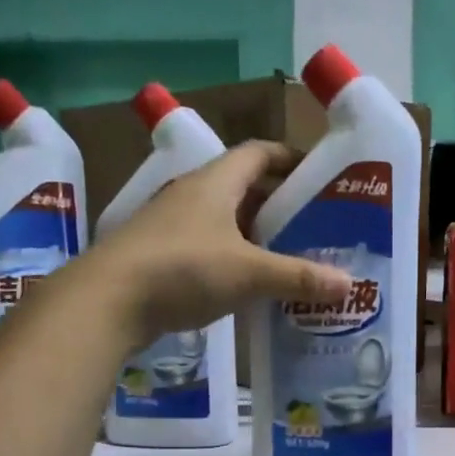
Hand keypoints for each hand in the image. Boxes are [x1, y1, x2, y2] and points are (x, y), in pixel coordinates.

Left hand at [85, 141, 350, 340]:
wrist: (106, 302)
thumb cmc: (182, 270)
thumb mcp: (248, 273)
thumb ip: (298, 277)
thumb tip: (349, 284)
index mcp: (214, 183)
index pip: (258, 153)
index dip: (288, 158)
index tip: (317, 176)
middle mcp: (190, 196)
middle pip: (241, 188)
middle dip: (276, 203)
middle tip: (310, 226)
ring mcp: (169, 226)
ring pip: (221, 221)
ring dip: (252, 235)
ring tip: (285, 258)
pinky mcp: (157, 257)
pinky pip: (204, 249)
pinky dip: (229, 260)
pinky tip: (245, 286)